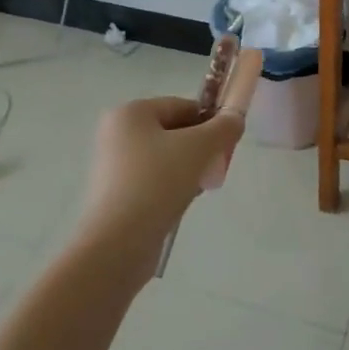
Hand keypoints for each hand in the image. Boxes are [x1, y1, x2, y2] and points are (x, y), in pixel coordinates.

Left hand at [73, 97, 244, 278]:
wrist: (118, 243)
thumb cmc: (158, 182)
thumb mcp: (200, 148)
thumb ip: (224, 128)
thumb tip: (235, 119)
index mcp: (131, 113)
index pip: (182, 106)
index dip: (210, 121)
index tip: (227, 143)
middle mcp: (117, 134)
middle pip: (173, 132)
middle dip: (200, 147)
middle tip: (216, 166)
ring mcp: (113, 166)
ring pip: (165, 158)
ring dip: (188, 168)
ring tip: (201, 187)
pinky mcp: (115, 195)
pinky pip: (153, 180)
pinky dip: (172, 187)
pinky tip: (183, 203)